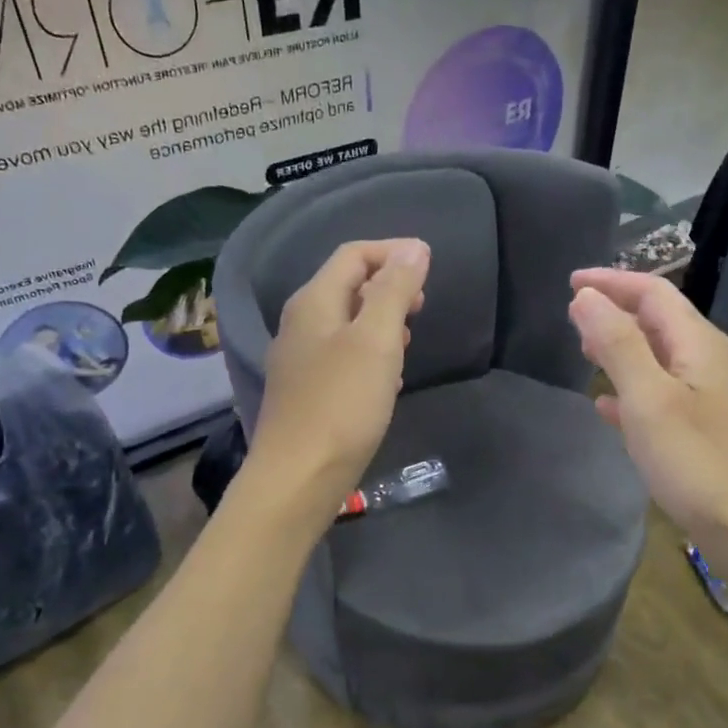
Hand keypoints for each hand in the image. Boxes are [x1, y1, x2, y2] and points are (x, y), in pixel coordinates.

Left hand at [248, 238, 429, 514]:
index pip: (353, 255)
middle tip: (423, 304)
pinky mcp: (305, 393)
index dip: (392, 251)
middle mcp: (300, 324)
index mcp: (314, 302)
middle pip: (347, 287)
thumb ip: (395, 291)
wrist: (298, 478)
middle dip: (388, 286)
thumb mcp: (377, 341)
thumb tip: (414, 249)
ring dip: (381, 322)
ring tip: (411, 339)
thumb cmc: (341, 405)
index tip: (430, 264)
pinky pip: (341, 357)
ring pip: (345, 324)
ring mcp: (299, 361)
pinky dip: (370, 355)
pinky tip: (388, 379)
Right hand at [568, 269, 727, 548]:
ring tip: (584, 353)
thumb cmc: (699, 463)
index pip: (654, 293)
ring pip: (658, 359)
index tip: (569, 281)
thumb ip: (617, 344)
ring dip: (621, 350)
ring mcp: (711, 399)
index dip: (612, 282)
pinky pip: (661, 396)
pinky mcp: (706, 432)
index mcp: (700, 344)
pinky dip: (631, 390)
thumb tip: (586, 297)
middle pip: (659, 321)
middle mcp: (710, 362)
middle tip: (572, 318)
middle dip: (615, 313)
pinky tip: (607, 408)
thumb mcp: (649, 399)